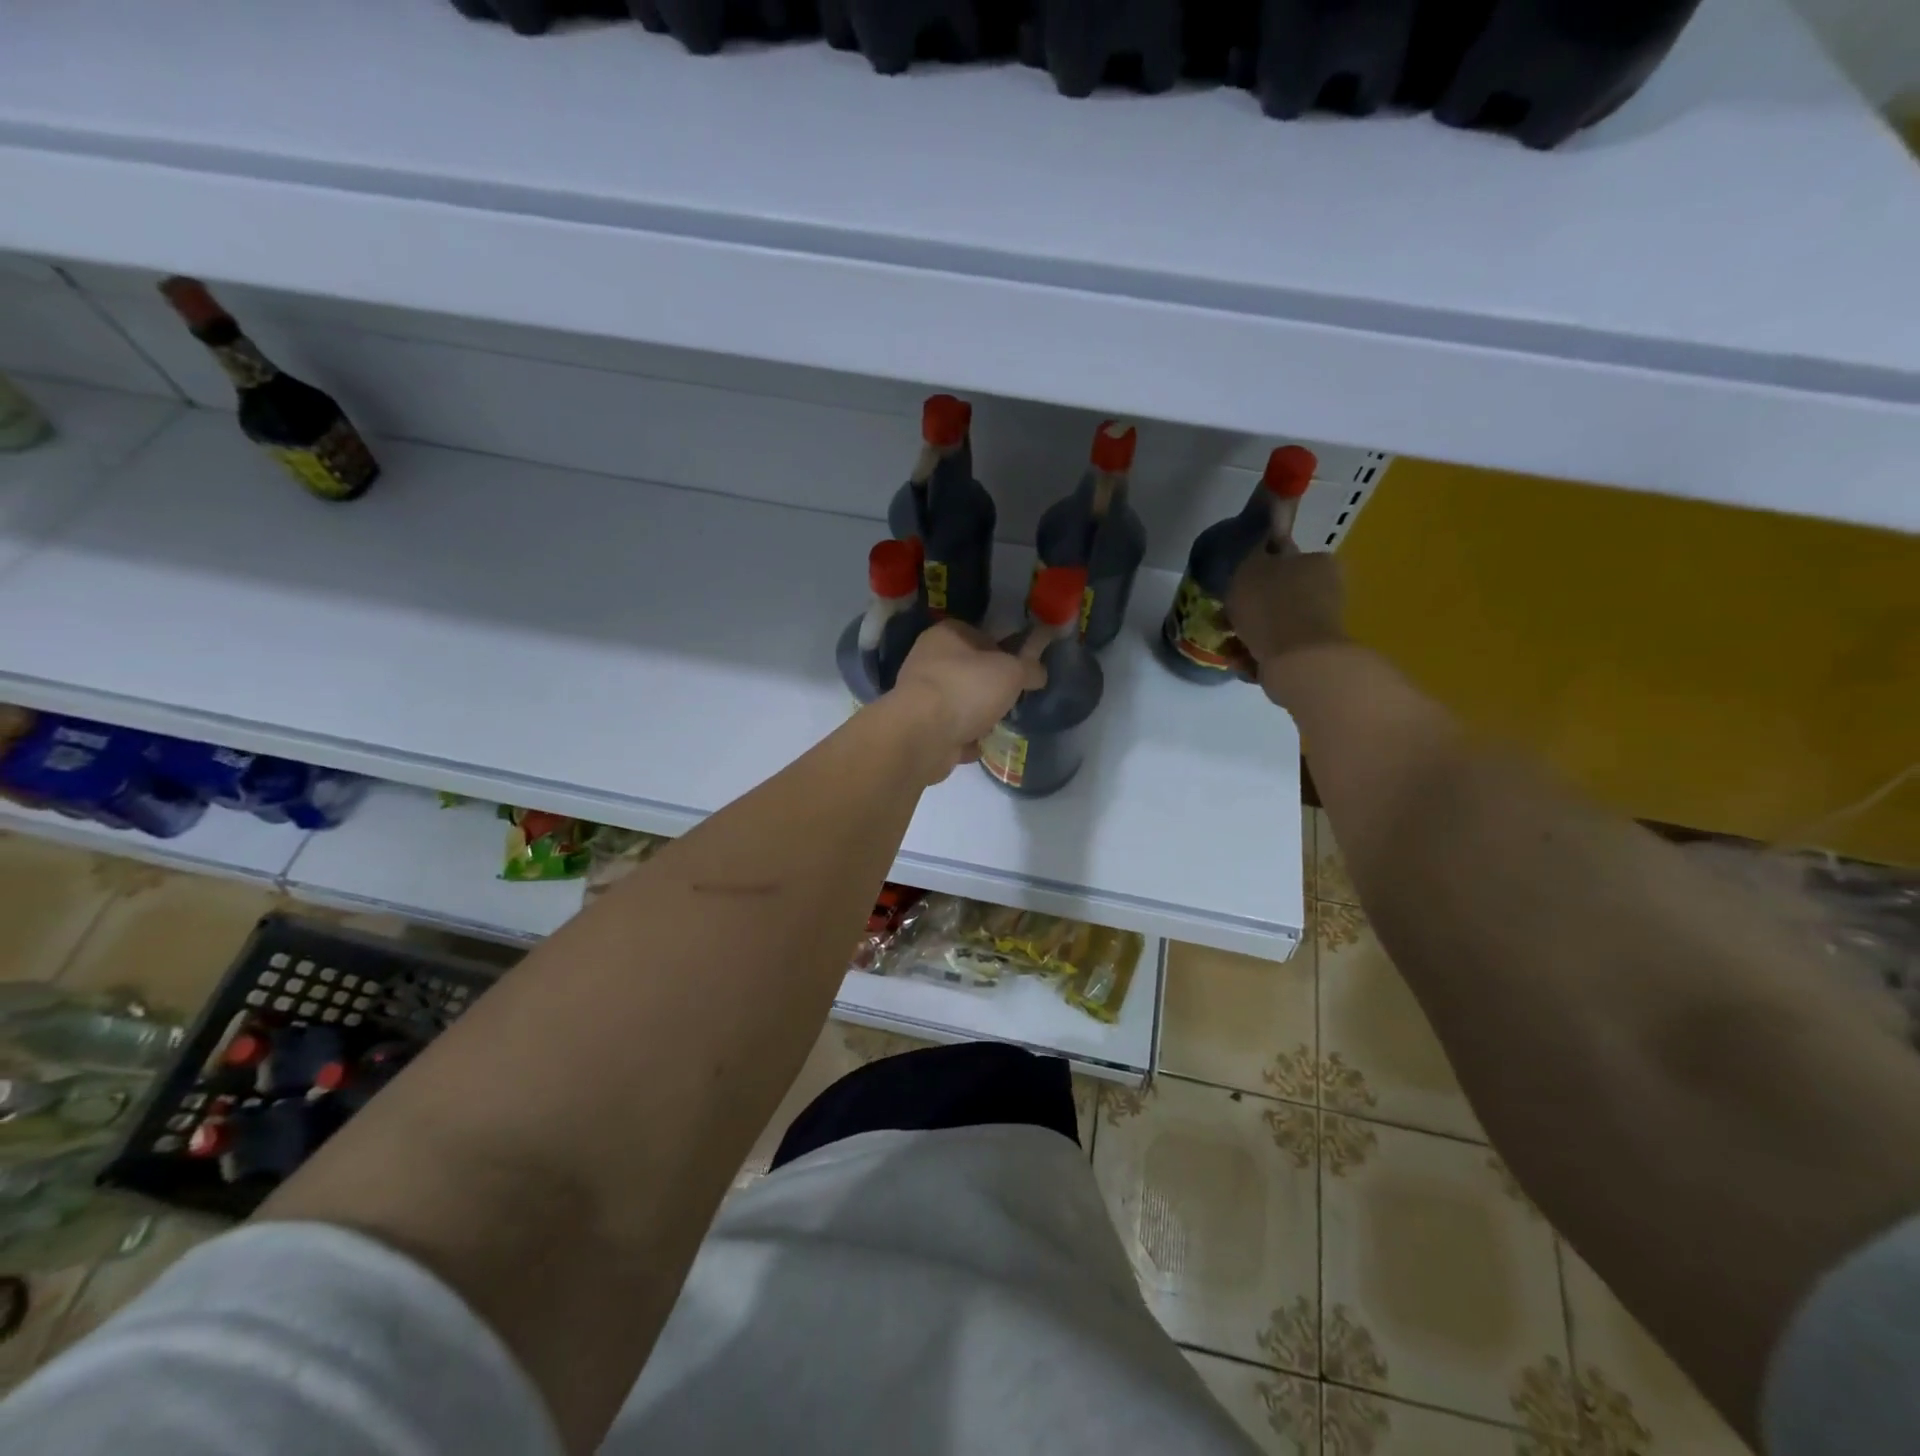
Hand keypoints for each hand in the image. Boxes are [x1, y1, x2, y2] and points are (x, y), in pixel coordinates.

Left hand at [884, 621, 1045, 782]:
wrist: (921, 736)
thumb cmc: (966, 689)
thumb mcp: (1011, 672)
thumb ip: (1029, 668)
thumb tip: (1038, 672)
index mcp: (946, 634)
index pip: (980, 634)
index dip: (1004, 650)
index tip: (1021, 669)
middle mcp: (927, 660)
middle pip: (970, 671)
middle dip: (992, 687)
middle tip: (1014, 698)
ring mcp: (920, 696)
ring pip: (960, 702)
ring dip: (978, 714)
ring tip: (1001, 723)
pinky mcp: (919, 728)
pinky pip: (951, 730)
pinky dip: (965, 738)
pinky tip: (982, 744)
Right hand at [1225, 546, 1347, 672]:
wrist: (1296, 659)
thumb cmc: (1270, 605)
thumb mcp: (1251, 568)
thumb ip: (1254, 555)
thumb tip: (1260, 550)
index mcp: (1316, 561)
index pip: (1284, 556)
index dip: (1256, 569)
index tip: (1236, 586)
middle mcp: (1325, 590)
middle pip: (1278, 594)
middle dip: (1251, 608)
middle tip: (1225, 620)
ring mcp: (1320, 624)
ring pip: (1275, 624)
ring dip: (1250, 633)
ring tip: (1229, 645)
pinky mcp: (1312, 655)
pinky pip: (1277, 650)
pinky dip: (1259, 655)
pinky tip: (1242, 662)